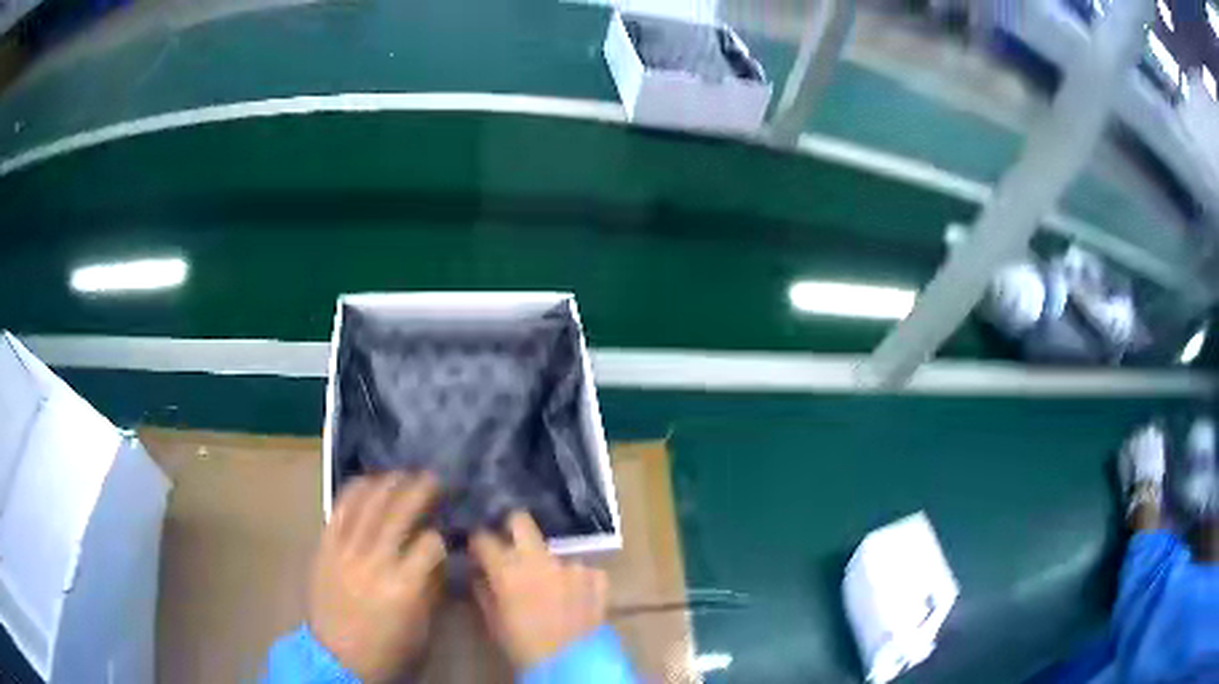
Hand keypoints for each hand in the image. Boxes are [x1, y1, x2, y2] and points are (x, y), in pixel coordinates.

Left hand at [308, 472, 446, 682]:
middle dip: (420, 490)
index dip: (440, 536)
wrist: (337, 658)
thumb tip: (439, 555)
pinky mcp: (325, 547)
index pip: (430, 544)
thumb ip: (432, 587)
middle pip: (399, 513)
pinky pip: (339, 510)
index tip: (444, 533)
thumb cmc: (388, 649)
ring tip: (402, 473)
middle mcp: (374, 562)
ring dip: (388, 483)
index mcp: (404, 587)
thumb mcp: (422, 627)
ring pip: (367, 504)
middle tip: (433, 477)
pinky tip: (367, 481)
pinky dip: (354, 491)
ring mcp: (345, 551)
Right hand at [470, 511, 608, 668]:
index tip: (477, 547)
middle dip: (511, 526)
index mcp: (508, 570)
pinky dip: (575, 579)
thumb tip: (480, 574)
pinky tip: (573, 595)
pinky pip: (580, 569)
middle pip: (521, 521)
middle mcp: (540, 559)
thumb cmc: (524, 646)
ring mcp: (571, 565)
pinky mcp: (596, 576)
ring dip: (547, 562)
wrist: (571, 663)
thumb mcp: (494, 621)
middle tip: (509, 542)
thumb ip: (484, 591)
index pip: (484, 538)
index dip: (478, 541)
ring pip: (554, 550)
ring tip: (548, 583)